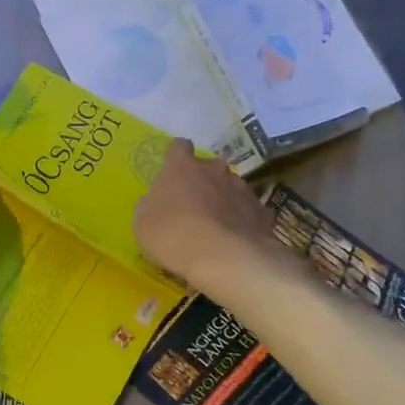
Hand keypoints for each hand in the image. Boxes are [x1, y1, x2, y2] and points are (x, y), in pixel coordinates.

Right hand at [134, 139, 273, 287]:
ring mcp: (241, 187)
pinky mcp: (261, 210)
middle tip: (193, 204)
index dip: (175, 158)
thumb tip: (156, 201)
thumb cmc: (172, 235)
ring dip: (222, 199)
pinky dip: (241, 220)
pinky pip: (247, 210)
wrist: (223, 258)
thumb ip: (151, 204)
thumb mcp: (143, 222)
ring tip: (216, 225)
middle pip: (208, 167)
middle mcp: (214, 169)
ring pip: (230, 187)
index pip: (178, 147)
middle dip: (202, 180)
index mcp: (181, 166)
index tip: (172, 173)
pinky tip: (234, 239)